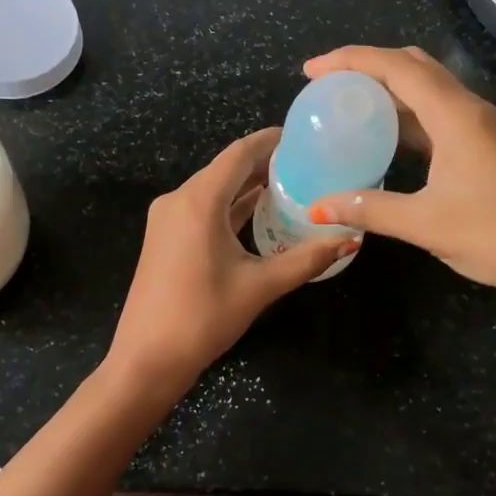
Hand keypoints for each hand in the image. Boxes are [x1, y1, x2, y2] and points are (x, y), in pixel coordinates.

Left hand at [105, 129, 355, 399]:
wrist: (146, 359)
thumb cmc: (203, 318)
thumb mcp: (260, 286)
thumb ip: (306, 259)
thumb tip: (349, 239)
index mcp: (199, 201)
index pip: (239, 154)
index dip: (270, 141)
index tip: (302, 136)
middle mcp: (179, 199)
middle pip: (226, 168)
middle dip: (264, 163)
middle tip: (306, 163)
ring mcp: (168, 218)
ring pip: (214, 188)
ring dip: (247, 185)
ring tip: (290, 184)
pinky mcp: (165, 236)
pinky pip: (202, 208)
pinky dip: (230, 205)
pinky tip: (258, 211)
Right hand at [304, 45, 495, 302]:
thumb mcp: (426, 224)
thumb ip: (369, 209)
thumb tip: (318, 207)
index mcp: (455, 115)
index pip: (396, 67)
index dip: (350, 60)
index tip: (311, 70)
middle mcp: (469, 109)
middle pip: (413, 66)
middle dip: (367, 67)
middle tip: (326, 86)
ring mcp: (482, 127)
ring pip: (428, 89)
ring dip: (388, 89)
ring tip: (347, 106)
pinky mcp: (487, 146)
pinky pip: (439, 114)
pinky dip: (407, 115)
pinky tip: (386, 138)